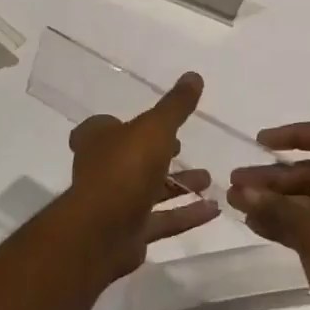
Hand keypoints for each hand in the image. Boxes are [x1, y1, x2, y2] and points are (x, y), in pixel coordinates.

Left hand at [67, 71, 218, 276]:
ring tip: (208, 179)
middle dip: (160, 154)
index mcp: (97, 139)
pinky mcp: (128, 233)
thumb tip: (194, 75)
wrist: (102, 232)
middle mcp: (102, 169)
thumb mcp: (155, 128)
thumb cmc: (124, 168)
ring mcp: (114, 204)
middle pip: (132, 158)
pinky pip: (162, 220)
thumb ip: (175, 106)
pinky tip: (213, 210)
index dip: (128, 124)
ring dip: (179, 185)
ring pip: (150, 190)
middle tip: (185, 149)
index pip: (105, 126)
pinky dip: (186, 214)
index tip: (155, 124)